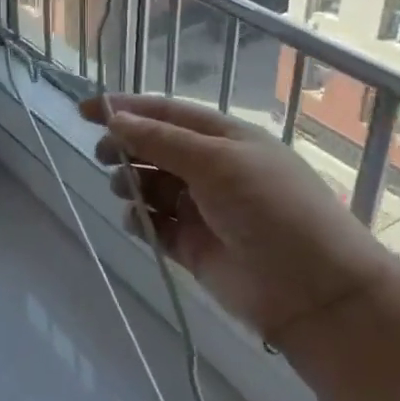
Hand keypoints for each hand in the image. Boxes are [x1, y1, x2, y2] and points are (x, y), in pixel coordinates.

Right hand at [81, 95, 390, 343]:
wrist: (314, 291)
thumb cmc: (271, 209)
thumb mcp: (217, 162)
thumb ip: (161, 140)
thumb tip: (114, 118)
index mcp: (223, 138)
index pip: (165, 114)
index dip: (124, 108)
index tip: (85, 111)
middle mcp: (210, 169)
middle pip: (153, 148)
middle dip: (124, 146)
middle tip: (103, 155)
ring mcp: (200, 208)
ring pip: (149, 185)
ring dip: (130, 181)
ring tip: (124, 189)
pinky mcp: (191, 246)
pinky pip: (153, 225)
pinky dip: (139, 220)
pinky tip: (137, 223)